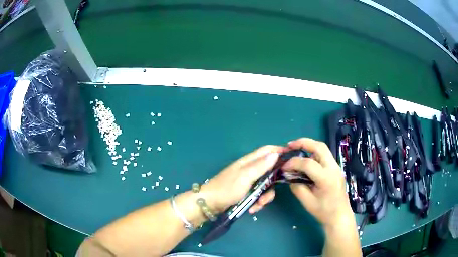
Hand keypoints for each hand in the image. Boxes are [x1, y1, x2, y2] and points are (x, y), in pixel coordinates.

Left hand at [201, 145, 283, 212]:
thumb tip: (276, 154)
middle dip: (273, 183)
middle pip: (270, 171)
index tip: (292, 159)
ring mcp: (248, 181)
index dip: (279, 151)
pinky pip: (258, 195)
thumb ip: (261, 166)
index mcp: (249, 161)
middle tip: (271, 192)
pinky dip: (257, 202)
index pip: (267, 150)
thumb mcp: (245, 177)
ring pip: (265, 186)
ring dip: (264, 196)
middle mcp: (250, 169)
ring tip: (257, 205)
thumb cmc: (227, 188)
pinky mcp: (246, 192)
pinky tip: (252, 209)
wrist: (209, 204)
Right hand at [282, 138, 353, 228]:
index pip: (308, 163)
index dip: (293, 162)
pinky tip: (306, 159)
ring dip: (309, 146)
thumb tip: (289, 174)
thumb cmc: (323, 211)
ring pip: (323, 148)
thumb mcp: (307, 201)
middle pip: (319, 146)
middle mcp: (333, 168)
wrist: (340, 215)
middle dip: (304, 142)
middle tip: (290, 145)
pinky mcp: (336, 168)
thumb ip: (297, 186)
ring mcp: (336, 166)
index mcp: (326, 178)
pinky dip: (314, 153)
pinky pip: (325, 155)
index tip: (283, 166)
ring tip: (296, 149)